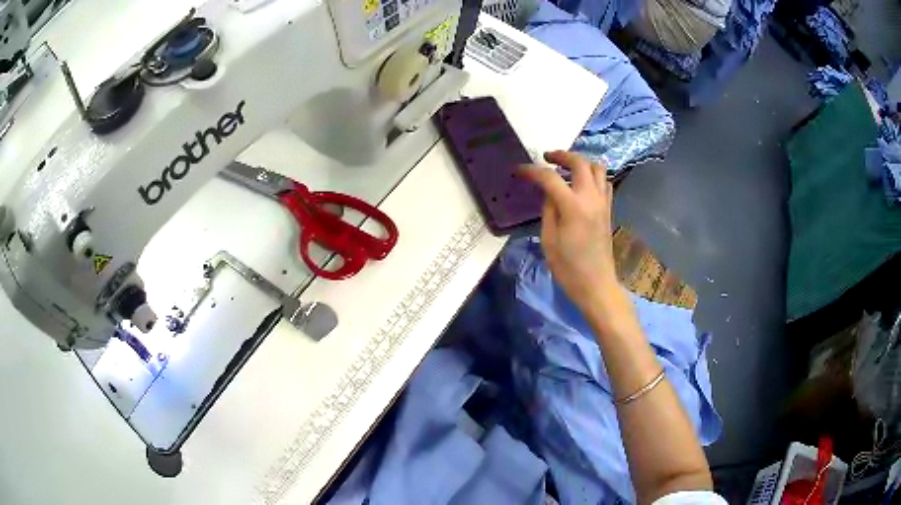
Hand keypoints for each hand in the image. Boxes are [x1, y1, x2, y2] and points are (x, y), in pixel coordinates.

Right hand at [518, 151, 618, 310]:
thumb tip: (549, 193)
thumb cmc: (568, 268)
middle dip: (562, 155)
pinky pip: (604, 183)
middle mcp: (591, 198)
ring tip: (566, 169)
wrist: (596, 285)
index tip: (519, 170)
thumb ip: (548, 210)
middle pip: (580, 162)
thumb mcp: (549, 240)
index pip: (550, 178)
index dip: (532, 171)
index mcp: (573, 206)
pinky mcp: (608, 210)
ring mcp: (603, 203)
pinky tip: (581, 185)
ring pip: (598, 168)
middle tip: (547, 158)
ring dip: (581, 162)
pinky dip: (592, 176)